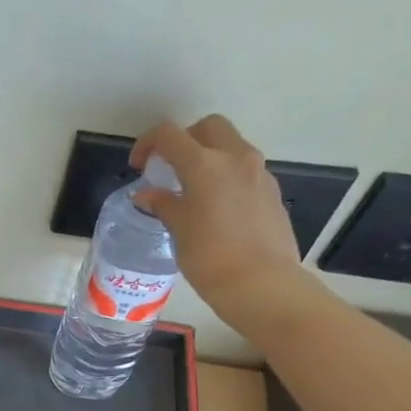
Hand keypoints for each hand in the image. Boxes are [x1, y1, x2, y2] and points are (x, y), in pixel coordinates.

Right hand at [131, 116, 311, 331]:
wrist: (262, 284)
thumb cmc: (210, 257)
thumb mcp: (178, 230)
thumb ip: (163, 204)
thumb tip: (147, 195)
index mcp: (205, 164)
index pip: (169, 134)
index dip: (148, 143)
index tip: (139, 165)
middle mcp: (235, 158)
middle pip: (209, 127)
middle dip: (185, 139)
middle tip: (170, 167)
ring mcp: (259, 173)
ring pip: (231, 146)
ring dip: (209, 157)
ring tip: (192, 189)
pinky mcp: (272, 192)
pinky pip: (245, 171)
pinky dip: (226, 176)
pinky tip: (217, 208)